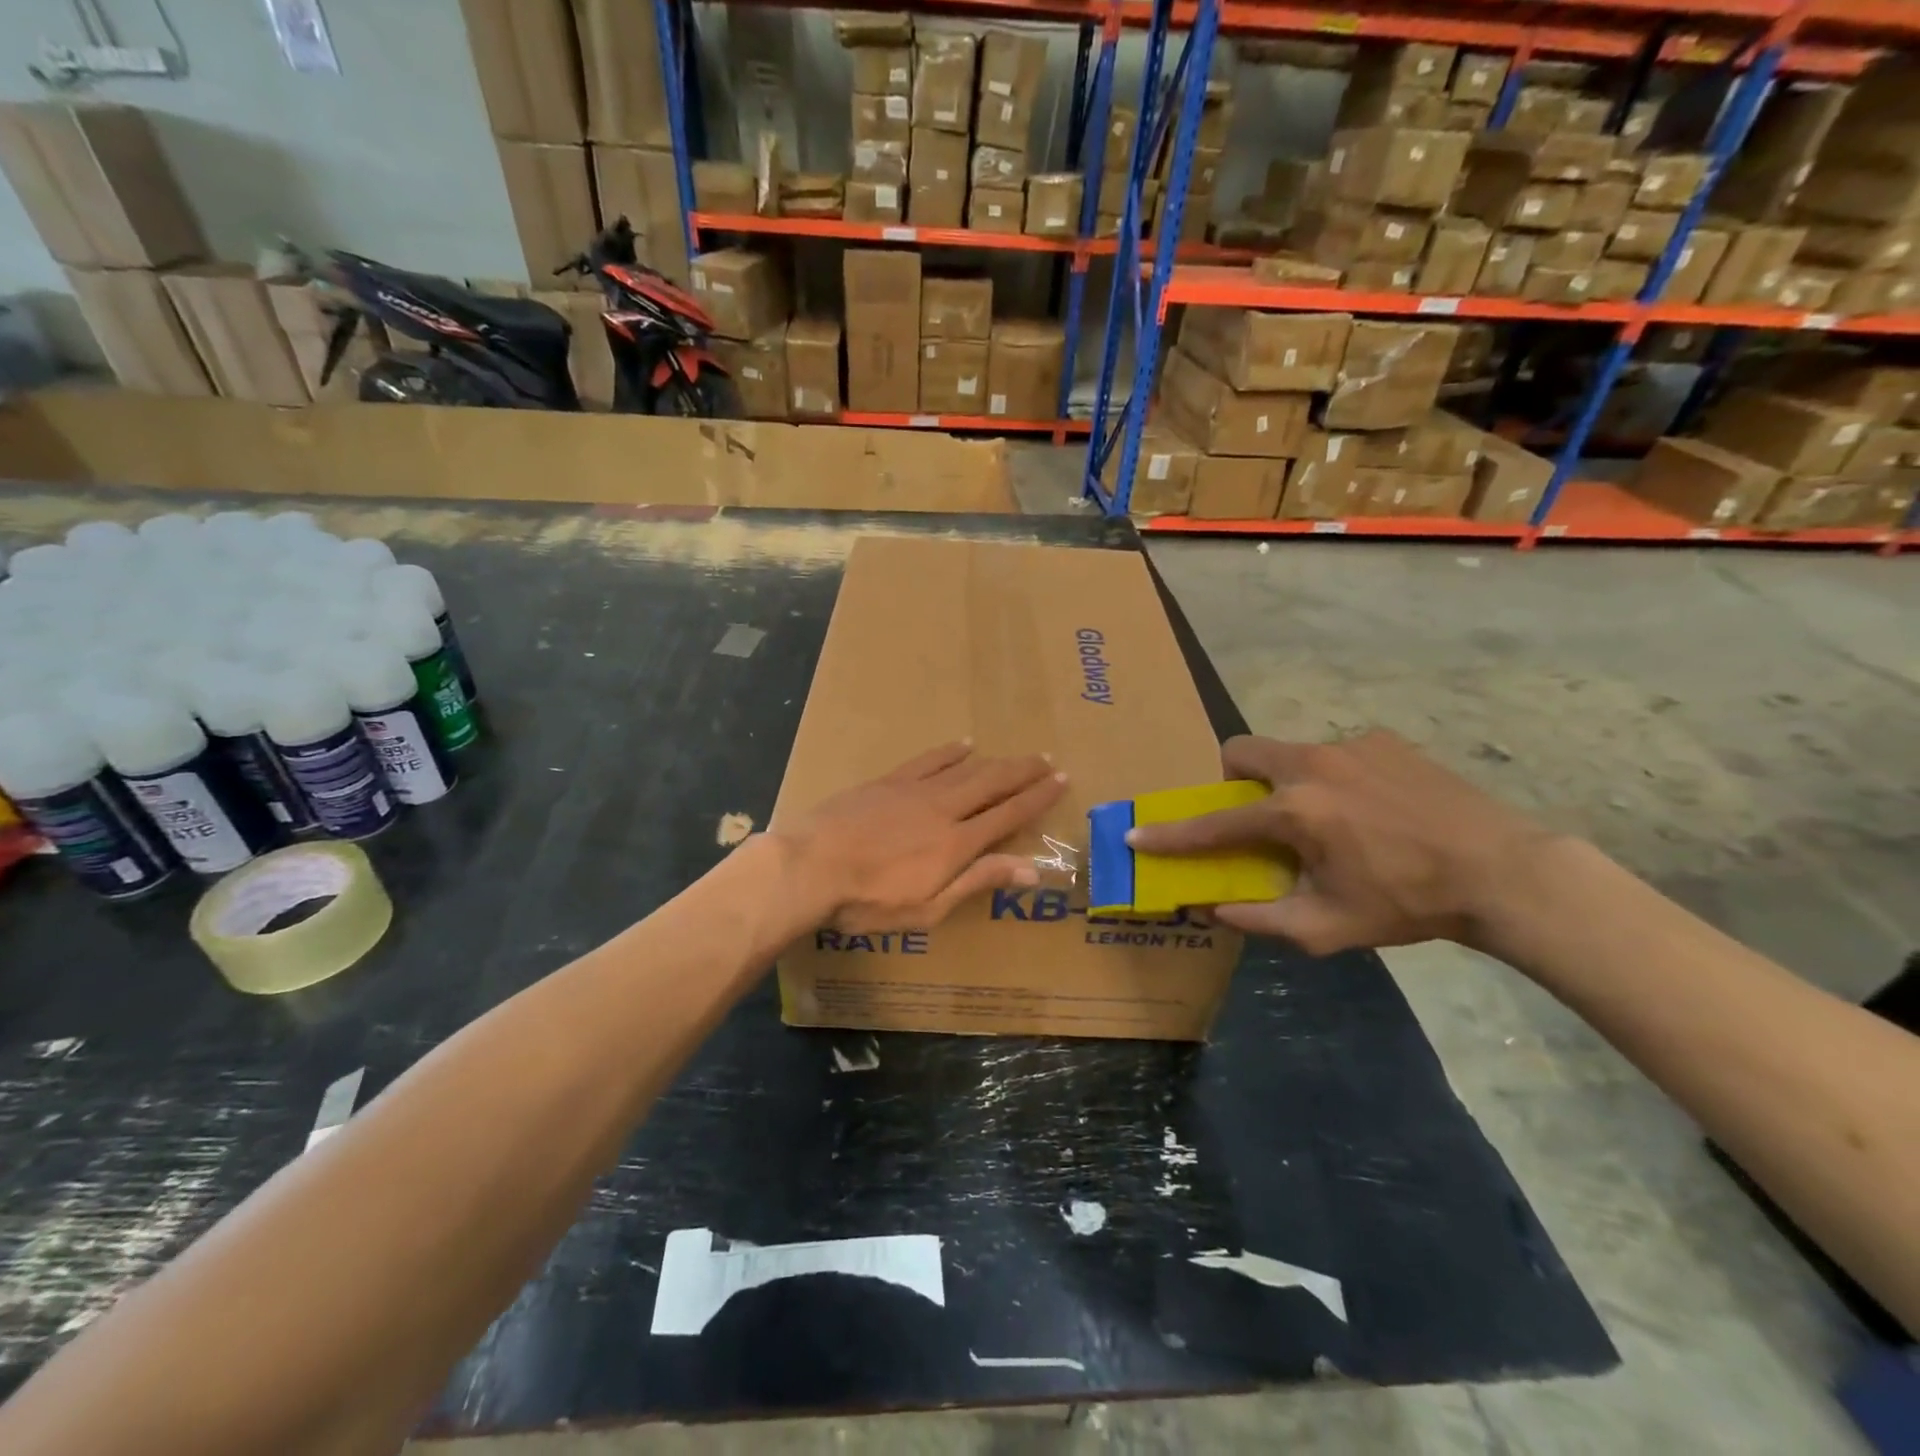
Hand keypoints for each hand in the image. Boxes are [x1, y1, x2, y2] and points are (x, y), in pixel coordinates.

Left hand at [772, 741, 1067, 932]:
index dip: (1038, 798)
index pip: (1009, 815)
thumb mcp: (929, 907)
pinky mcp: (887, 782)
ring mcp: (914, 790)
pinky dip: (949, 752)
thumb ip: (978, 881)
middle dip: (1024, 772)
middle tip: (1047, 759)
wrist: (809, 866)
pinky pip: (927, 760)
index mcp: (957, 843)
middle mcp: (943, 808)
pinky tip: (963, 744)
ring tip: (1016, 755)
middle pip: (993, 783)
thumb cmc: (868, 901)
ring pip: (965, 768)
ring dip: (995, 760)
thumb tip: (1030, 869)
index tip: (1061, 780)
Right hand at [1126, 731, 1553, 954]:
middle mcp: (1312, 764)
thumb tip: (1212, 908)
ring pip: (1289, 753)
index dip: (1172, 835)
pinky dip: (1332, 779)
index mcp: (1294, 811)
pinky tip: (1370, 810)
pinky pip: (1335, 754)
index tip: (1137, 834)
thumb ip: (1259, 918)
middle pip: (1241, 751)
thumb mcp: (1326, 927)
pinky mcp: (1384, 740)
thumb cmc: (1408, 904)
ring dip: (1286, 782)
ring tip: (1327, 820)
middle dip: (1229, 779)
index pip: (1214, 822)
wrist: (1503, 872)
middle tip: (1252, 814)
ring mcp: (1350, 745)